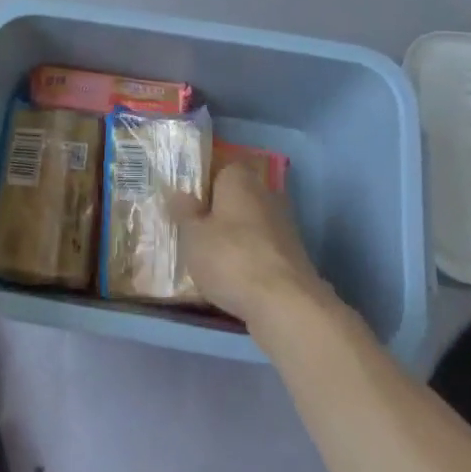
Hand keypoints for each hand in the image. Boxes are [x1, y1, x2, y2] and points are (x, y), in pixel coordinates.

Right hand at [172, 164, 328, 326]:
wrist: (284, 302)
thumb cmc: (230, 258)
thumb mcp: (193, 235)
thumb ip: (184, 212)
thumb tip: (178, 193)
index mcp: (239, 178)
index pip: (219, 169)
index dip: (202, 186)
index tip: (186, 205)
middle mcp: (265, 193)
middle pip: (236, 197)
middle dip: (218, 213)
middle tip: (194, 234)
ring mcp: (283, 224)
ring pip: (249, 224)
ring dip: (234, 238)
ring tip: (210, 261)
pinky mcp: (292, 254)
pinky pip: (261, 248)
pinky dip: (249, 259)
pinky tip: (234, 279)